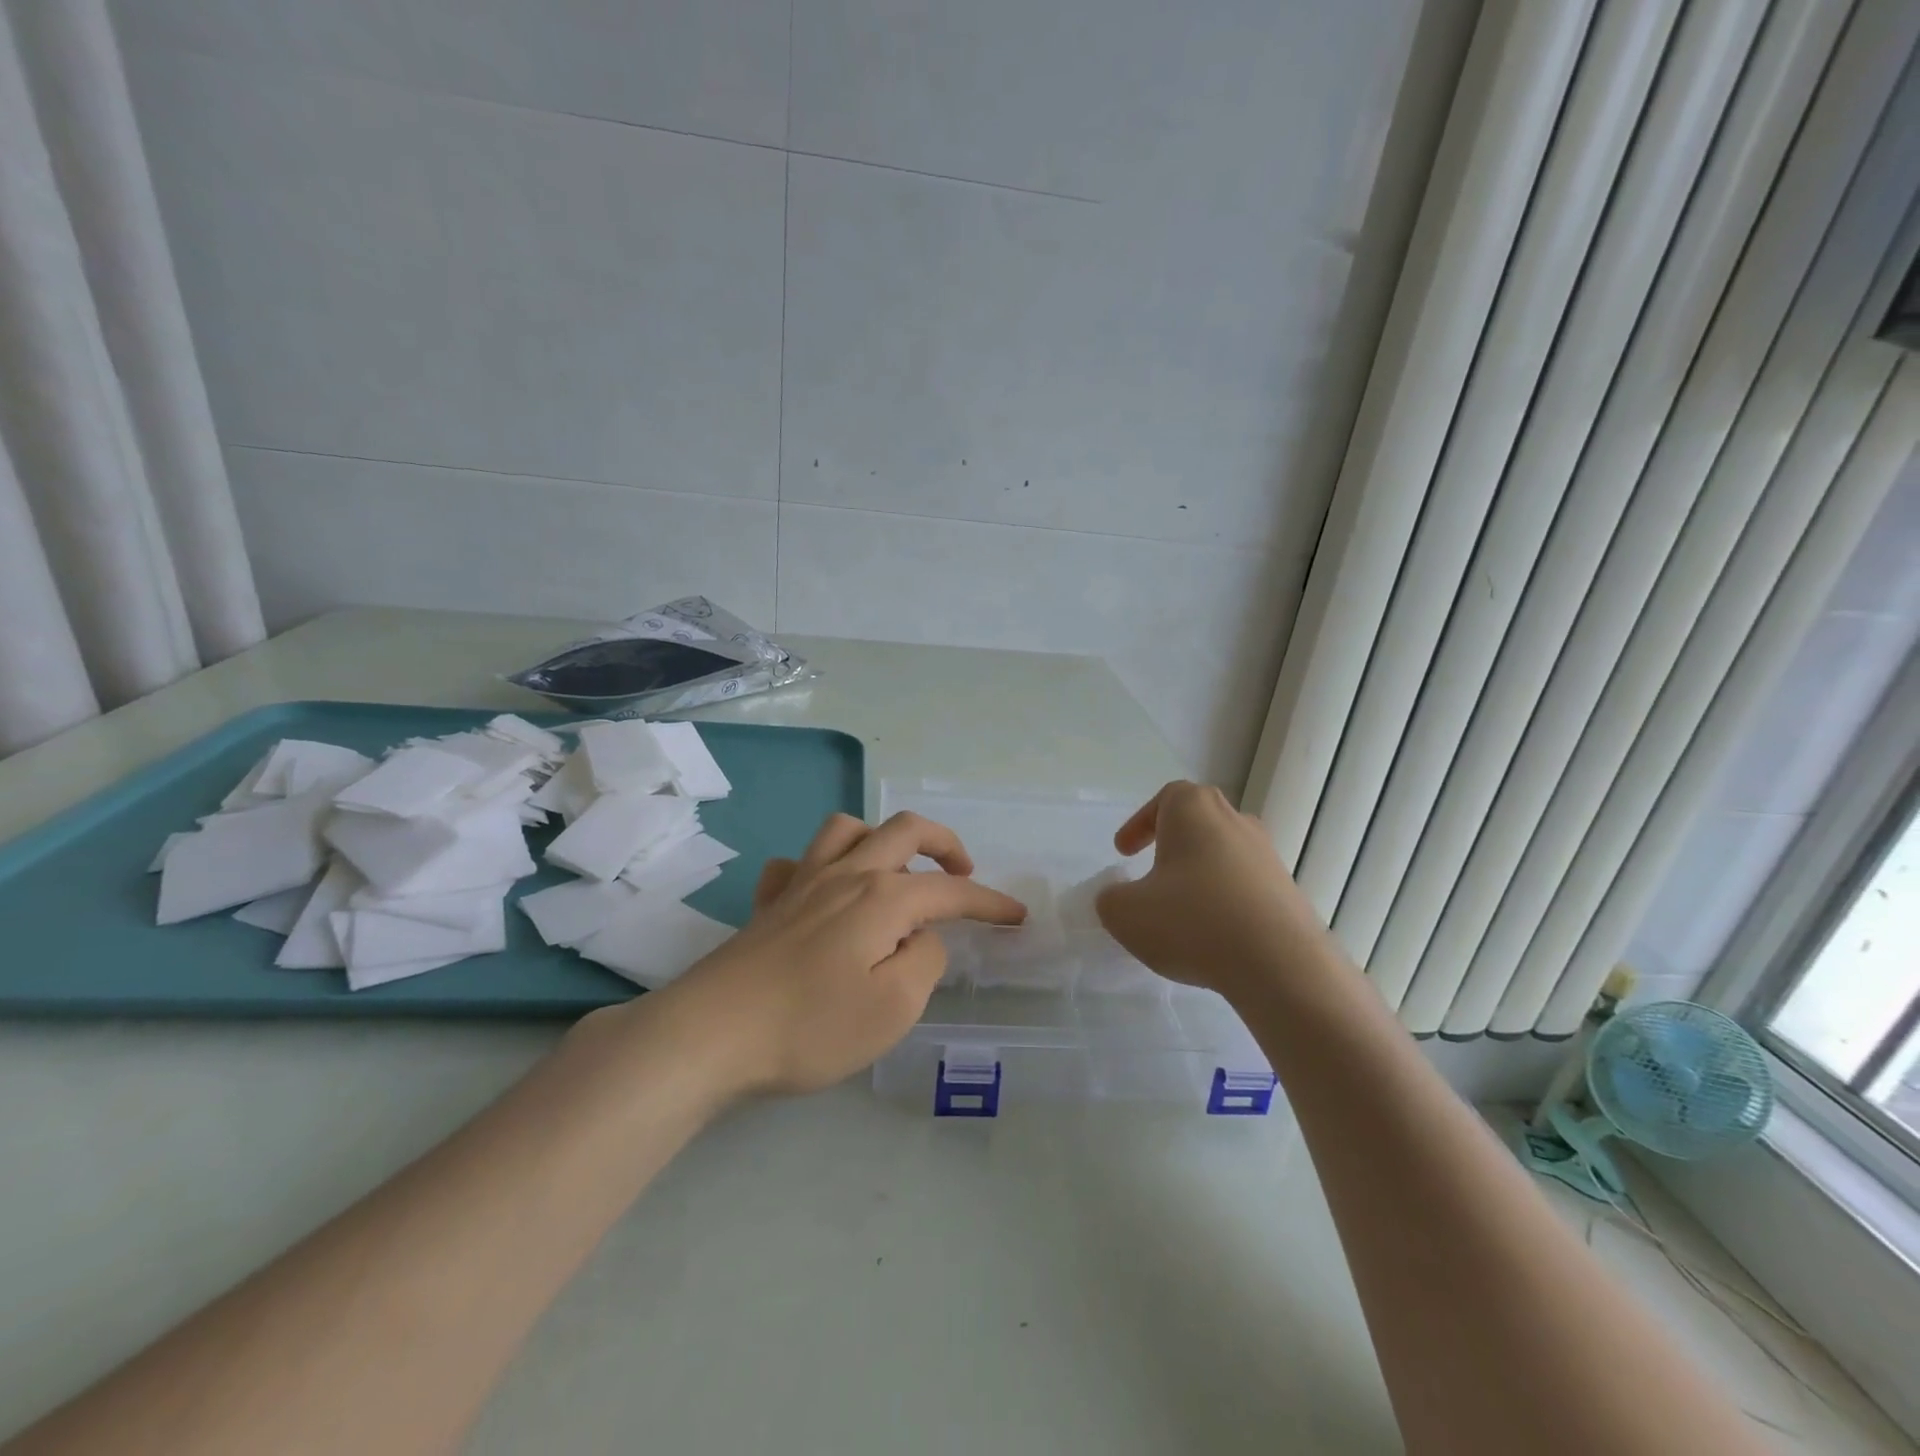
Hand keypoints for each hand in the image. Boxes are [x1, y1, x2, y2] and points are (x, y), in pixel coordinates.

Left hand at [657, 811, 1025, 1096]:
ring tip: (895, 871)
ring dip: (881, 839)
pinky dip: (818, 867)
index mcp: (882, 898)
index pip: (950, 891)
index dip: (988, 902)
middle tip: (962, 873)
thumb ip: (924, 961)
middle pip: (903, 830)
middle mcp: (845, 875)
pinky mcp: (768, 904)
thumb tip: (922, 936)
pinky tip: (823, 893)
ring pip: (846, 829)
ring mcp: (801, 883)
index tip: (1016, 917)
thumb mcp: (893, 1008)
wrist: (710, 1035)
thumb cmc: (810, 1026)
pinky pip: (796, 864)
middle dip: (944, 843)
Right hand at [1095, 780, 1336, 1000]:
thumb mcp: (1125, 913)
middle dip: (1172, 845)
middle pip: (1198, 822)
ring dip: (1199, 875)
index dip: (1140, 823)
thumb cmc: (1193, 921)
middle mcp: (1235, 821)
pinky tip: (1213, 936)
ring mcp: (1267, 855)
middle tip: (1152, 874)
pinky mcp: (1287, 891)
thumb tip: (1119, 898)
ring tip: (1181, 912)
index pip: (1166, 798)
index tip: (1124, 854)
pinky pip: (1245, 886)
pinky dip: (1225, 901)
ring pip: (1223, 854)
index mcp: (1194, 810)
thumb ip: (1110, 899)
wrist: (1280, 965)